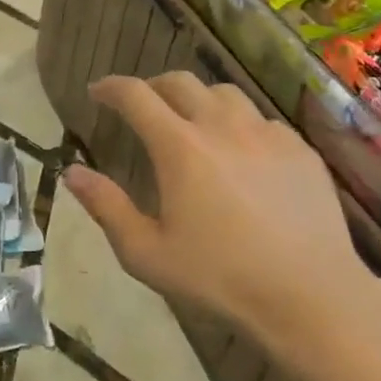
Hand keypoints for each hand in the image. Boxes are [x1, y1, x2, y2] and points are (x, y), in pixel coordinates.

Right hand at [62, 72, 380, 369]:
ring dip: (198, 99)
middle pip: (180, 82)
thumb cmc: (219, 278)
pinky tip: (241, 152)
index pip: (136, 95)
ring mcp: (266, 135)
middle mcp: (222, 127)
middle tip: (140, 105)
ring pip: (224, 94)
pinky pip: (261, 120)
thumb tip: (71, 171)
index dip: (111, 87)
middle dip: (152, 86)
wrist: (310, 297)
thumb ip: (105, 206)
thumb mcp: (146, 252)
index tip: (97, 92)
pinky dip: (240, 124)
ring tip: (192, 121)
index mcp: (179, 147)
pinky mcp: (301, 150)